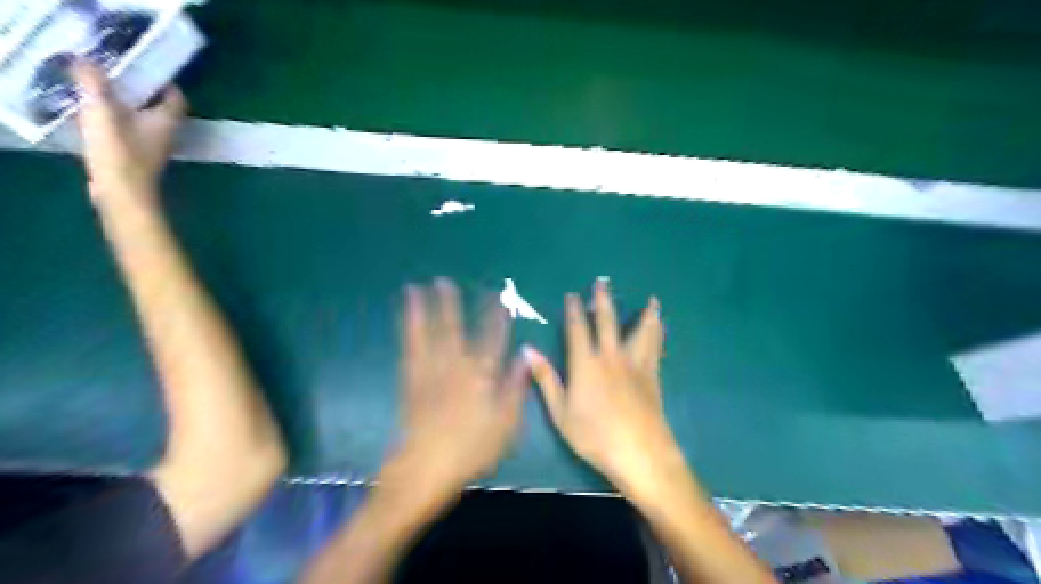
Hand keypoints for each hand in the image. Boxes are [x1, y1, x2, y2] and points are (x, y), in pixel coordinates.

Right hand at [70, 60, 185, 206]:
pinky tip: (100, 121)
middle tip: (119, 78)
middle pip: (162, 109)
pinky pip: (134, 134)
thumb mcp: (103, 112)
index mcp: (167, 121)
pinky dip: (122, 124)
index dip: (165, 84)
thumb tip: (87, 61)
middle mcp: (168, 134)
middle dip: (144, 93)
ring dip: (130, 109)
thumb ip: (95, 85)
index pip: (176, 98)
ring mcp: (156, 148)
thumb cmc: (120, 153)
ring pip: (147, 122)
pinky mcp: (142, 159)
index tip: (145, 70)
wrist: (123, 194)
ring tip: (105, 95)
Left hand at [394, 280, 530, 499]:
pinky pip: (409, 349)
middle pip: (454, 329)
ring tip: (416, 289)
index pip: (492, 338)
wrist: (425, 468)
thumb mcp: (506, 425)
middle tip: (445, 282)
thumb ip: (515, 389)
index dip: (495, 315)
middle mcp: (455, 367)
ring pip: (428, 334)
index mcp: (481, 376)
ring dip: (423, 311)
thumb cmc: (471, 450)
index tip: (496, 296)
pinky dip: (407, 332)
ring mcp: (430, 372)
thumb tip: (525, 358)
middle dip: (451, 304)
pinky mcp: (411, 381)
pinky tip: (405, 320)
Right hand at [529, 281, 676, 494]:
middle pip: (607, 322)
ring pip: (640, 331)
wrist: (639, 452)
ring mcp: (635, 365)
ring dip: (644, 314)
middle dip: (603, 301)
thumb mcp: (560, 412)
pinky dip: (658, 334)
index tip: (573, 295)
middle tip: (603, 282)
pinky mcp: (652, 375)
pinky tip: (662, 328)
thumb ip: (545, 379)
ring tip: (652, 300)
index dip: (573, 310)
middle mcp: (611, 357)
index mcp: (586, 364)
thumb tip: (527, 350)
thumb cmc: (594, 435)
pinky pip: (655, 347)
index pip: (577, 330)